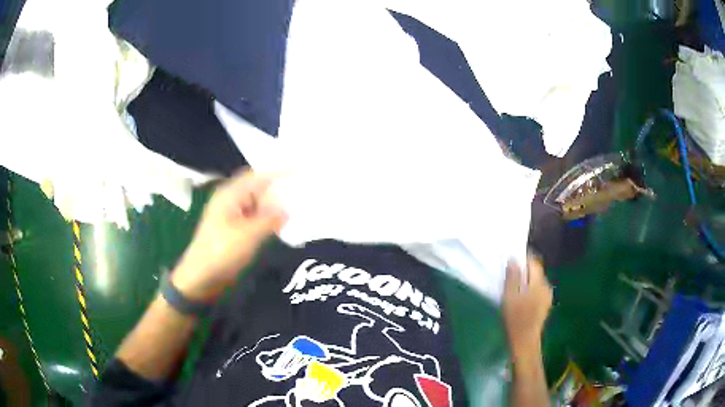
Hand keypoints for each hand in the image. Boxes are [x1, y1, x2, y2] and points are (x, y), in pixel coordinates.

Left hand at [172, 169, 286, 301]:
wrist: (200, 278)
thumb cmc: (221, 252)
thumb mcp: (248, 235)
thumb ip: (270, 220)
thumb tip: (287, 210)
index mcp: (230, 195)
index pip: (258, 176)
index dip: (278, 172)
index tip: (299, 171)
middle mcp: (231, 201)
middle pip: (258, 189)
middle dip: (278, 191)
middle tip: (302, 193)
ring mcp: (232, 217)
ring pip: (258, 206)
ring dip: (274, 208)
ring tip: (297, 209)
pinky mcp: (234, 232)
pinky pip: (255, 220)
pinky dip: (267, 221)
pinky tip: (281, 227)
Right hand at [502, 254, 552, 360]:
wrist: (525, 342)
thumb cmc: (515, 319)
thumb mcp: (509, 297)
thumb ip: (512, 278)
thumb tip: (514, 260)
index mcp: (539, 282)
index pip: (534, 262)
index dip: (524, 258)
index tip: (512, 258)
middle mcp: (547, 286)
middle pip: (536, 271)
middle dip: (524, 270)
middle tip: (510, 274)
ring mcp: (547, 297)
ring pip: (537, 281)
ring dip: (527, 281)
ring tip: (514, 287)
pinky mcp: (545, 305)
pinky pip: (538, 291)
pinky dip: (530, 290)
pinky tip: (521, 299)